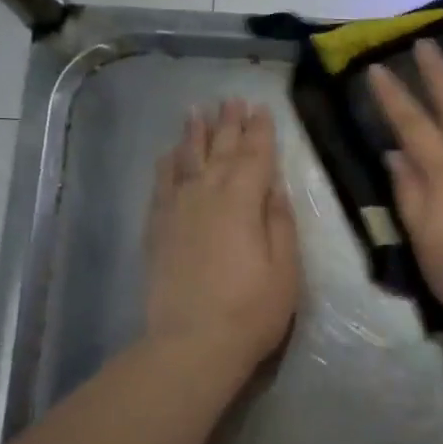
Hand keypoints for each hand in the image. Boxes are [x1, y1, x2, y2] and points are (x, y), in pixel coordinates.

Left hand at [145, 99, 301, 367]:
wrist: (192, 343)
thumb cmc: (252, 309)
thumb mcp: (285, 268)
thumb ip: (279, 222)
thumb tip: (273, 187)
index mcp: (243, 201)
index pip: (254, 155)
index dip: (259, 131)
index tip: (259, 107)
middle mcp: (207, 194)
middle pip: (219, 150)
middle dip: (228, 124)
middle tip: (231, 100)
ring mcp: (177, 210)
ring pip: (186, 160)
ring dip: (194, 134)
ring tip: (197, 111)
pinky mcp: (157, 229)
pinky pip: (161, 185)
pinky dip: (166, 165)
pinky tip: (168, 154)